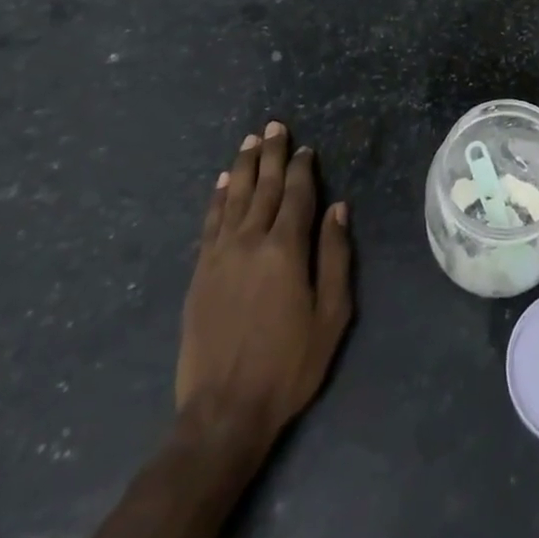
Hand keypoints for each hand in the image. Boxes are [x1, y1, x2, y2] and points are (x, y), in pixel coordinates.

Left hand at [176, 122, 353, 450]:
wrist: (223, 412)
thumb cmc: (289, 364)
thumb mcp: (331, 314)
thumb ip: (335, 256)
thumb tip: (339, 208)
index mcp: (286, 249)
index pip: (296, 194)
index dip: (302, 168)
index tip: (306, 147)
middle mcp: (250, 242)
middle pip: (262, 187)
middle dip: (271, 154)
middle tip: (274, 125)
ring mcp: (220, 256)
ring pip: (233, 198)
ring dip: (242, 166)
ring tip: (250, 141)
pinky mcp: (199, 274)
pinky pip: (209, 223)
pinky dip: (216, 198)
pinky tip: (221, 182)